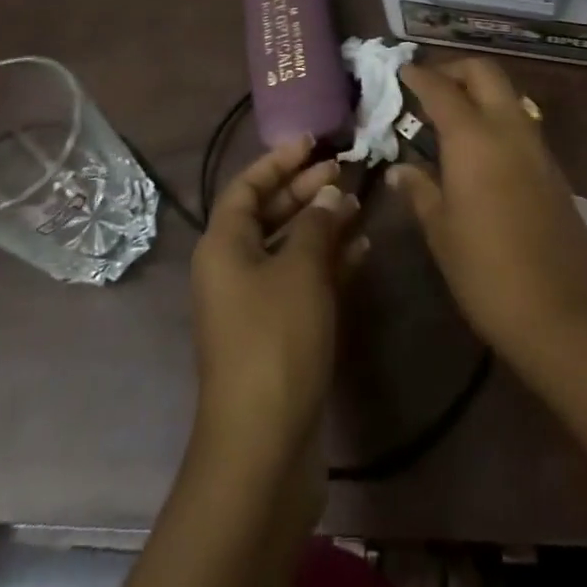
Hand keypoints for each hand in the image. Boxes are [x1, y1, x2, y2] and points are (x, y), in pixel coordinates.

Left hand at [189, 136, 366, 456]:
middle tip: (343, 170)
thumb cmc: (276, 340)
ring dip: (321, 225)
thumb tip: (330, 194)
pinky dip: (329, 262)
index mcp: (224, 246)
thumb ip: (317, 224)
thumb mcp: (300, 270)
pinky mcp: (278, 333)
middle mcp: (233, 268)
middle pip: (268, 214)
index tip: (313, 141)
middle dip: (304, 190)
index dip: (278, 160)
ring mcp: (255, 303)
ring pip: (289, 247)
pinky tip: (362, 249)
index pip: (246, 186)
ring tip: (359, 204)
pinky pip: (302, 281)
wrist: (263, 445)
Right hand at [391, 59, 586, 365]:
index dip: (419, 75)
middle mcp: (509, 128)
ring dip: (479, 91)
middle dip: (455, 69)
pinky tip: (479, 149)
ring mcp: (537, 147)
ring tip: (449, 117)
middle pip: (485, 72)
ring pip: (507, 94)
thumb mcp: (443, 234)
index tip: (402, 71)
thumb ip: (421, 192)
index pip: (442, 89)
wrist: (569, 316)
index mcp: (474, 138)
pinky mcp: (554, 169)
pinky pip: (520, 122)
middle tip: (429, 86)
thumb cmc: (490, 274)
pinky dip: (496, 116)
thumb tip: (400, 170)